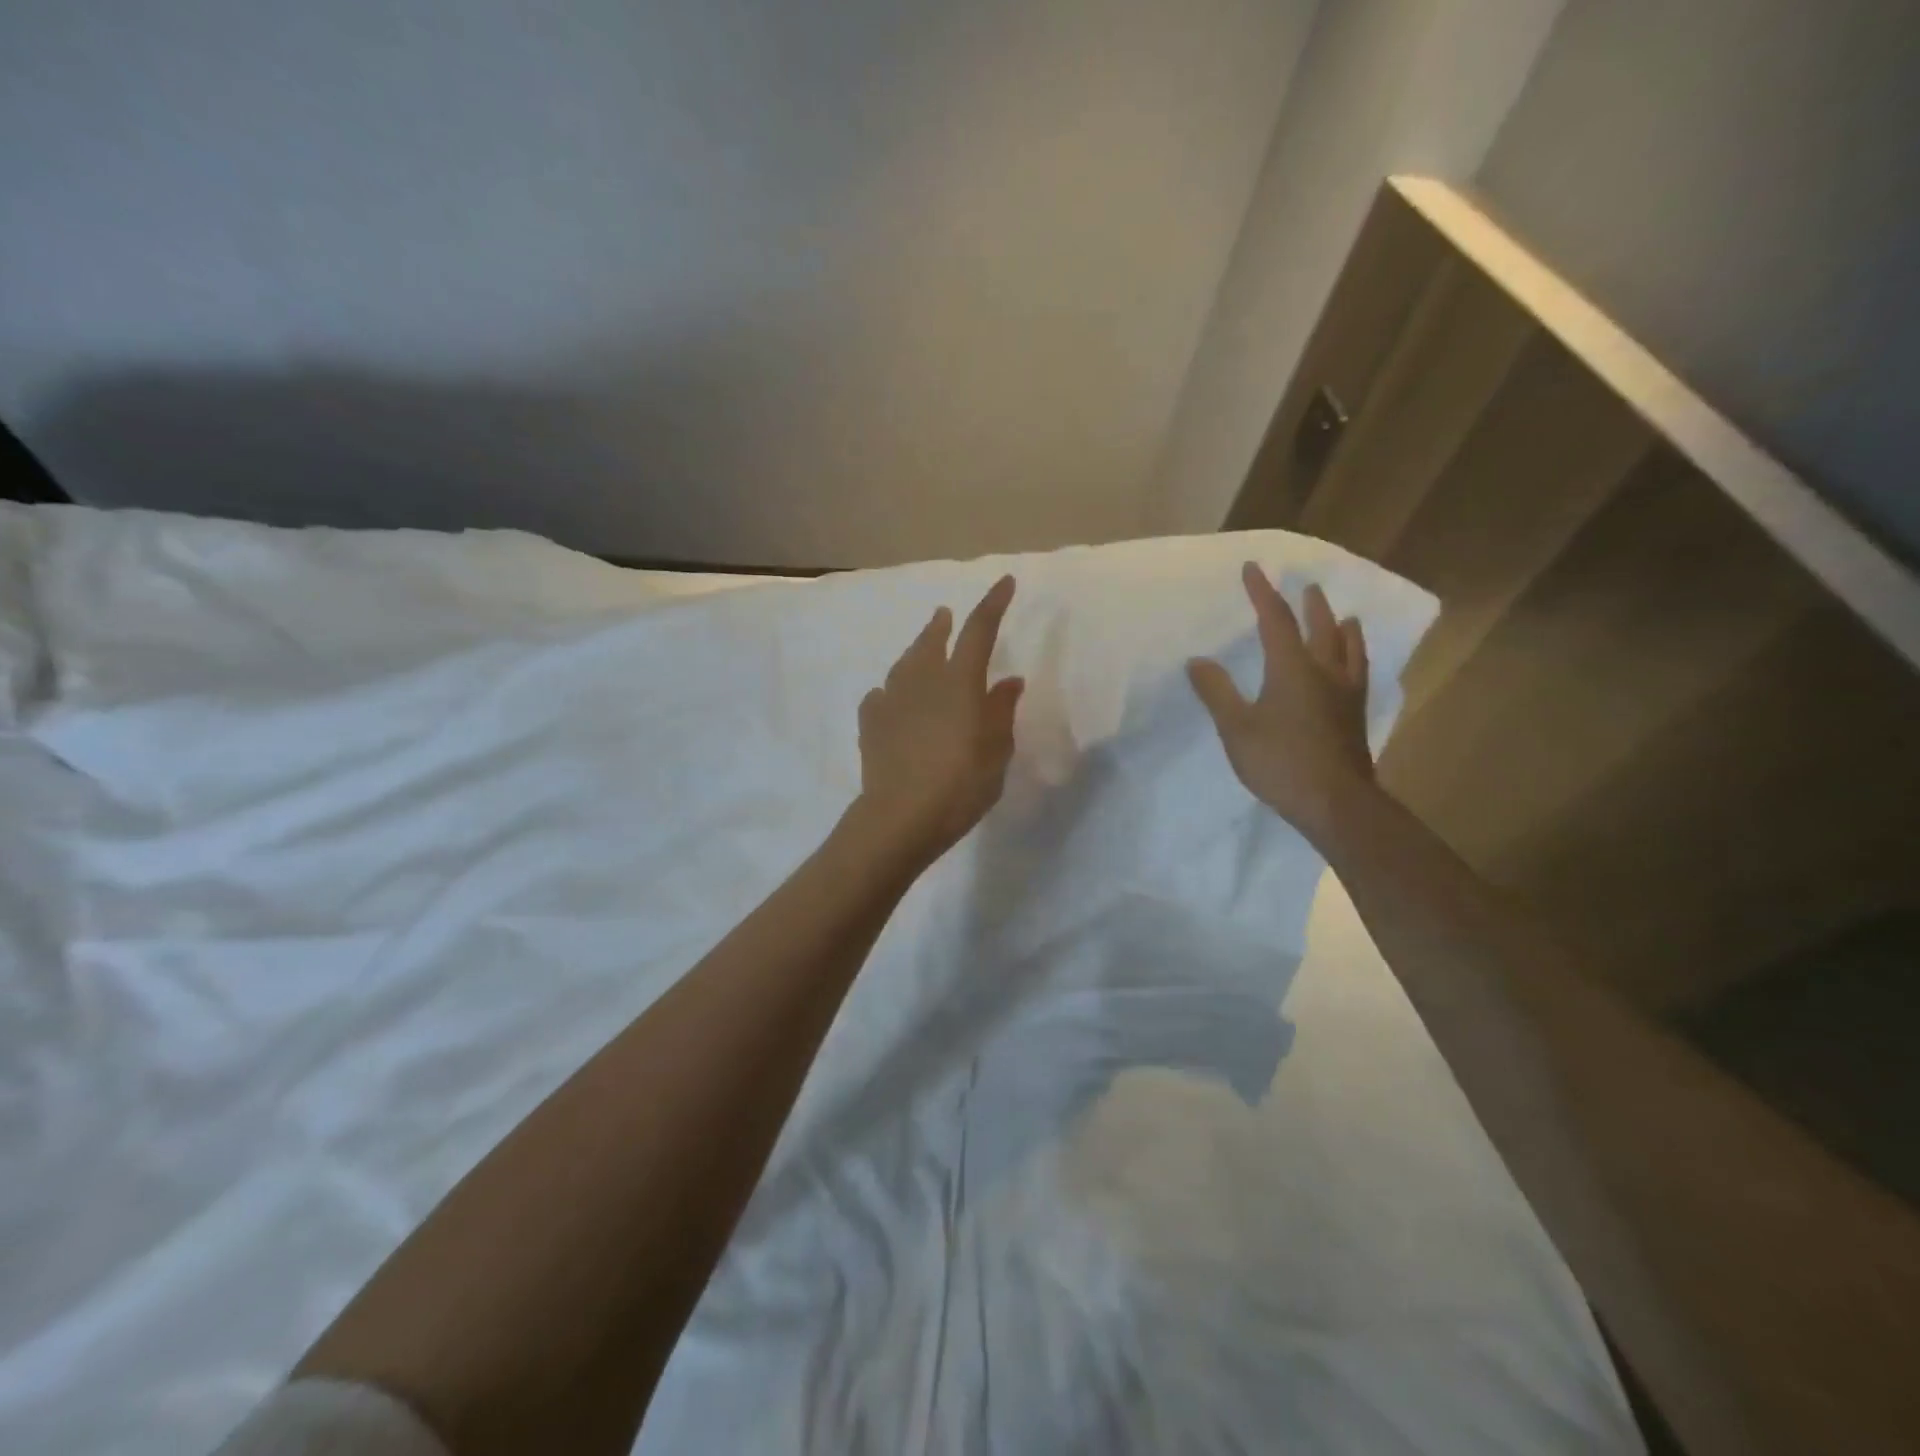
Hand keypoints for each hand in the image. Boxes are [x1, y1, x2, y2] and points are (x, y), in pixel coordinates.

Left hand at [851, 575, 1023, 866]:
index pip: (980, 630)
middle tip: (945, 614)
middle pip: (933, 640)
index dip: (994, 603)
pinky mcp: (870, 722)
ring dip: (916, 651)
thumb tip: (1009, 681)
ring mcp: (891, 699)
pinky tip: (891, 698)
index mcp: (960, 682)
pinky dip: (892, 692)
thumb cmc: (960, 785)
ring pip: (904, 663)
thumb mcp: (996, 752)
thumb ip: (1002, 711)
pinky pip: (882, 696)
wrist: (900, 816)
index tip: (1005, 582)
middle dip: (943, 624)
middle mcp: (923, 680)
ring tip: (921, 649)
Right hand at [1187, 563, 1374, 845]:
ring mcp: (1345, 694)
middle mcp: (1324, 672)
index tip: (1253, 569)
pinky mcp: (1355, 717)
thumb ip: (1217, 692)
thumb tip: (1197, 661)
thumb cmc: (1280, 761)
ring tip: (1347, 618)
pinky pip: (1358, 674)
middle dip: (1311, 605)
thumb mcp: (1236, 727)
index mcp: (1292, 668)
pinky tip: (1354, 669)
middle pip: (1321, 629)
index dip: (1263, 593)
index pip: (1276, 620)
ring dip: (1343, 629)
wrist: (1334, 801)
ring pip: (1348, 650)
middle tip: (1308, 586)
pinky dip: (1355, 660)